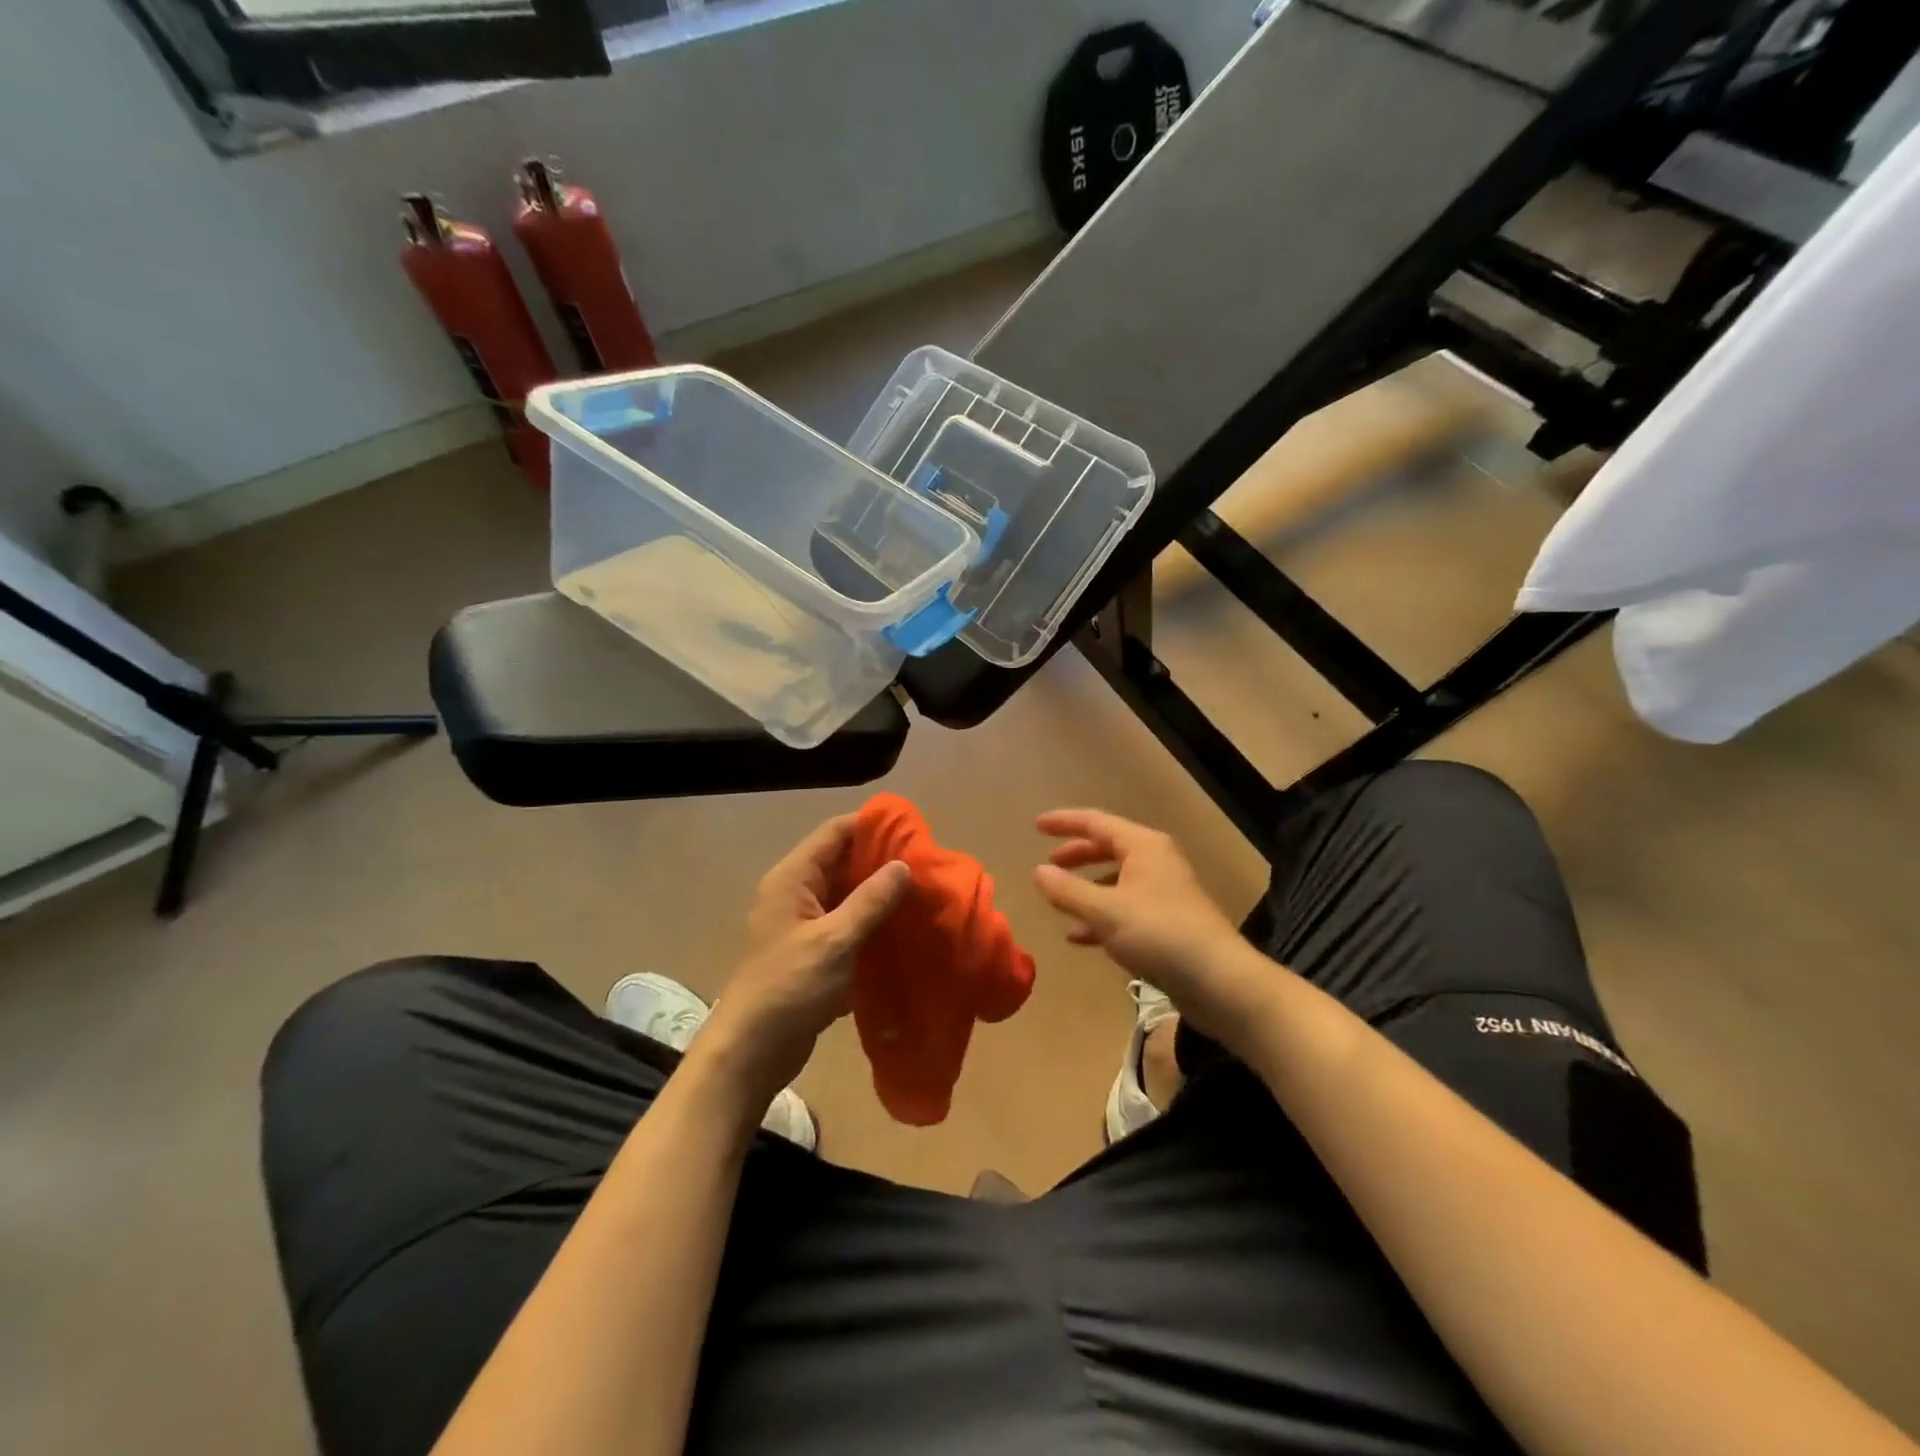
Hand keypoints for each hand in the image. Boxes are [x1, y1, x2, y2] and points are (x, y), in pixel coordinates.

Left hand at [697, 815, 910, 1111]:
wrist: (751, 1052)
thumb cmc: (789, 987)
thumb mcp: (835, 940)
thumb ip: (870, 901)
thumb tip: (903, 865)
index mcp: (793, 879)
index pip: (834, 833)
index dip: (870, 826)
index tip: (912, 830)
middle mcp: (796, 894)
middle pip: (842, 863)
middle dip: (881, 862)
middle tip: (926, 865)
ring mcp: (803, 926)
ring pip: (847, 897)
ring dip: (880, 897)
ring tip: (923, 895)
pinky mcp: (813, 955)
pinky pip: (847, 927)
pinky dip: (871, 926)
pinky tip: (904, 932)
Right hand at [1034, 809, 1266, 1046]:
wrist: (1220, 981)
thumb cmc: (1159, 934)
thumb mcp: (1105, 911)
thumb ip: (1067, 890)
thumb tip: (1038, 872)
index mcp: (1143, 846)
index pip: (1096, 822)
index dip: (1064, 822)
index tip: (1036, 826)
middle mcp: (1155, 861)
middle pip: (1108, 848)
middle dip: (1076, 855)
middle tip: (1048, 864)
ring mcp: (1164, 892)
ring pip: (1116, 880)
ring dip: (1087, 888)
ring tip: (1059, 901)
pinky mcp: (1168, 922)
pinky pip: (1125, 908)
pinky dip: (1101, 916)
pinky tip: (1080, 937)